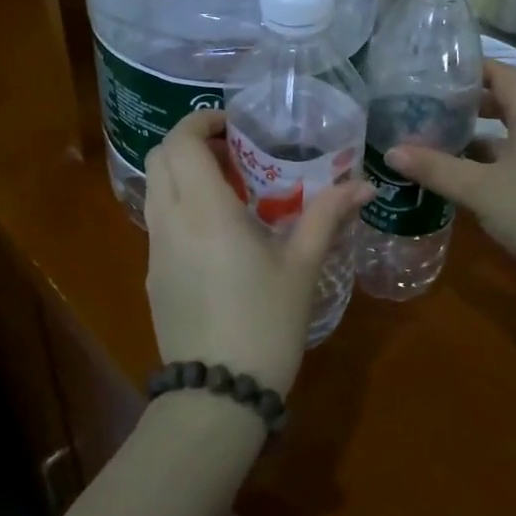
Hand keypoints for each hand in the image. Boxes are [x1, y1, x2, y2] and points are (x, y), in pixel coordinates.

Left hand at [144, 109, 370, 395]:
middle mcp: (169, 221)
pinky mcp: (152, 276)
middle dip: (191, 143)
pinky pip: (159, 222)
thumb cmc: (265, 323)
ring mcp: (154, 250)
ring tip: (230, 190)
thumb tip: (364, 184)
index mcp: (204, 211)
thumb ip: (327, 216)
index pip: (181, 141)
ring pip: (155, 189)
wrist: (218, 394)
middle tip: (234, 153)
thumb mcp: (301, 267)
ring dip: (183, 174)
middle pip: (160, 158)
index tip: (235, 126)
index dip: (202, 121)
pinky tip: (217, 234)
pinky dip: (180, 205)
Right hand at [386, 60, 515, 296]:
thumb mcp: (480, 190)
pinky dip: (489, 164)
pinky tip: (462, 179)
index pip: (502, 73)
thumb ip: (436, 168)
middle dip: (466, 104)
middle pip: (505, 103)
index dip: (469, 68)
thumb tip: (391, 151)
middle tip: (425, 107)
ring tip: (434, 141)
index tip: (431, 71)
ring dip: (475, 138)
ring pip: (510, 136)